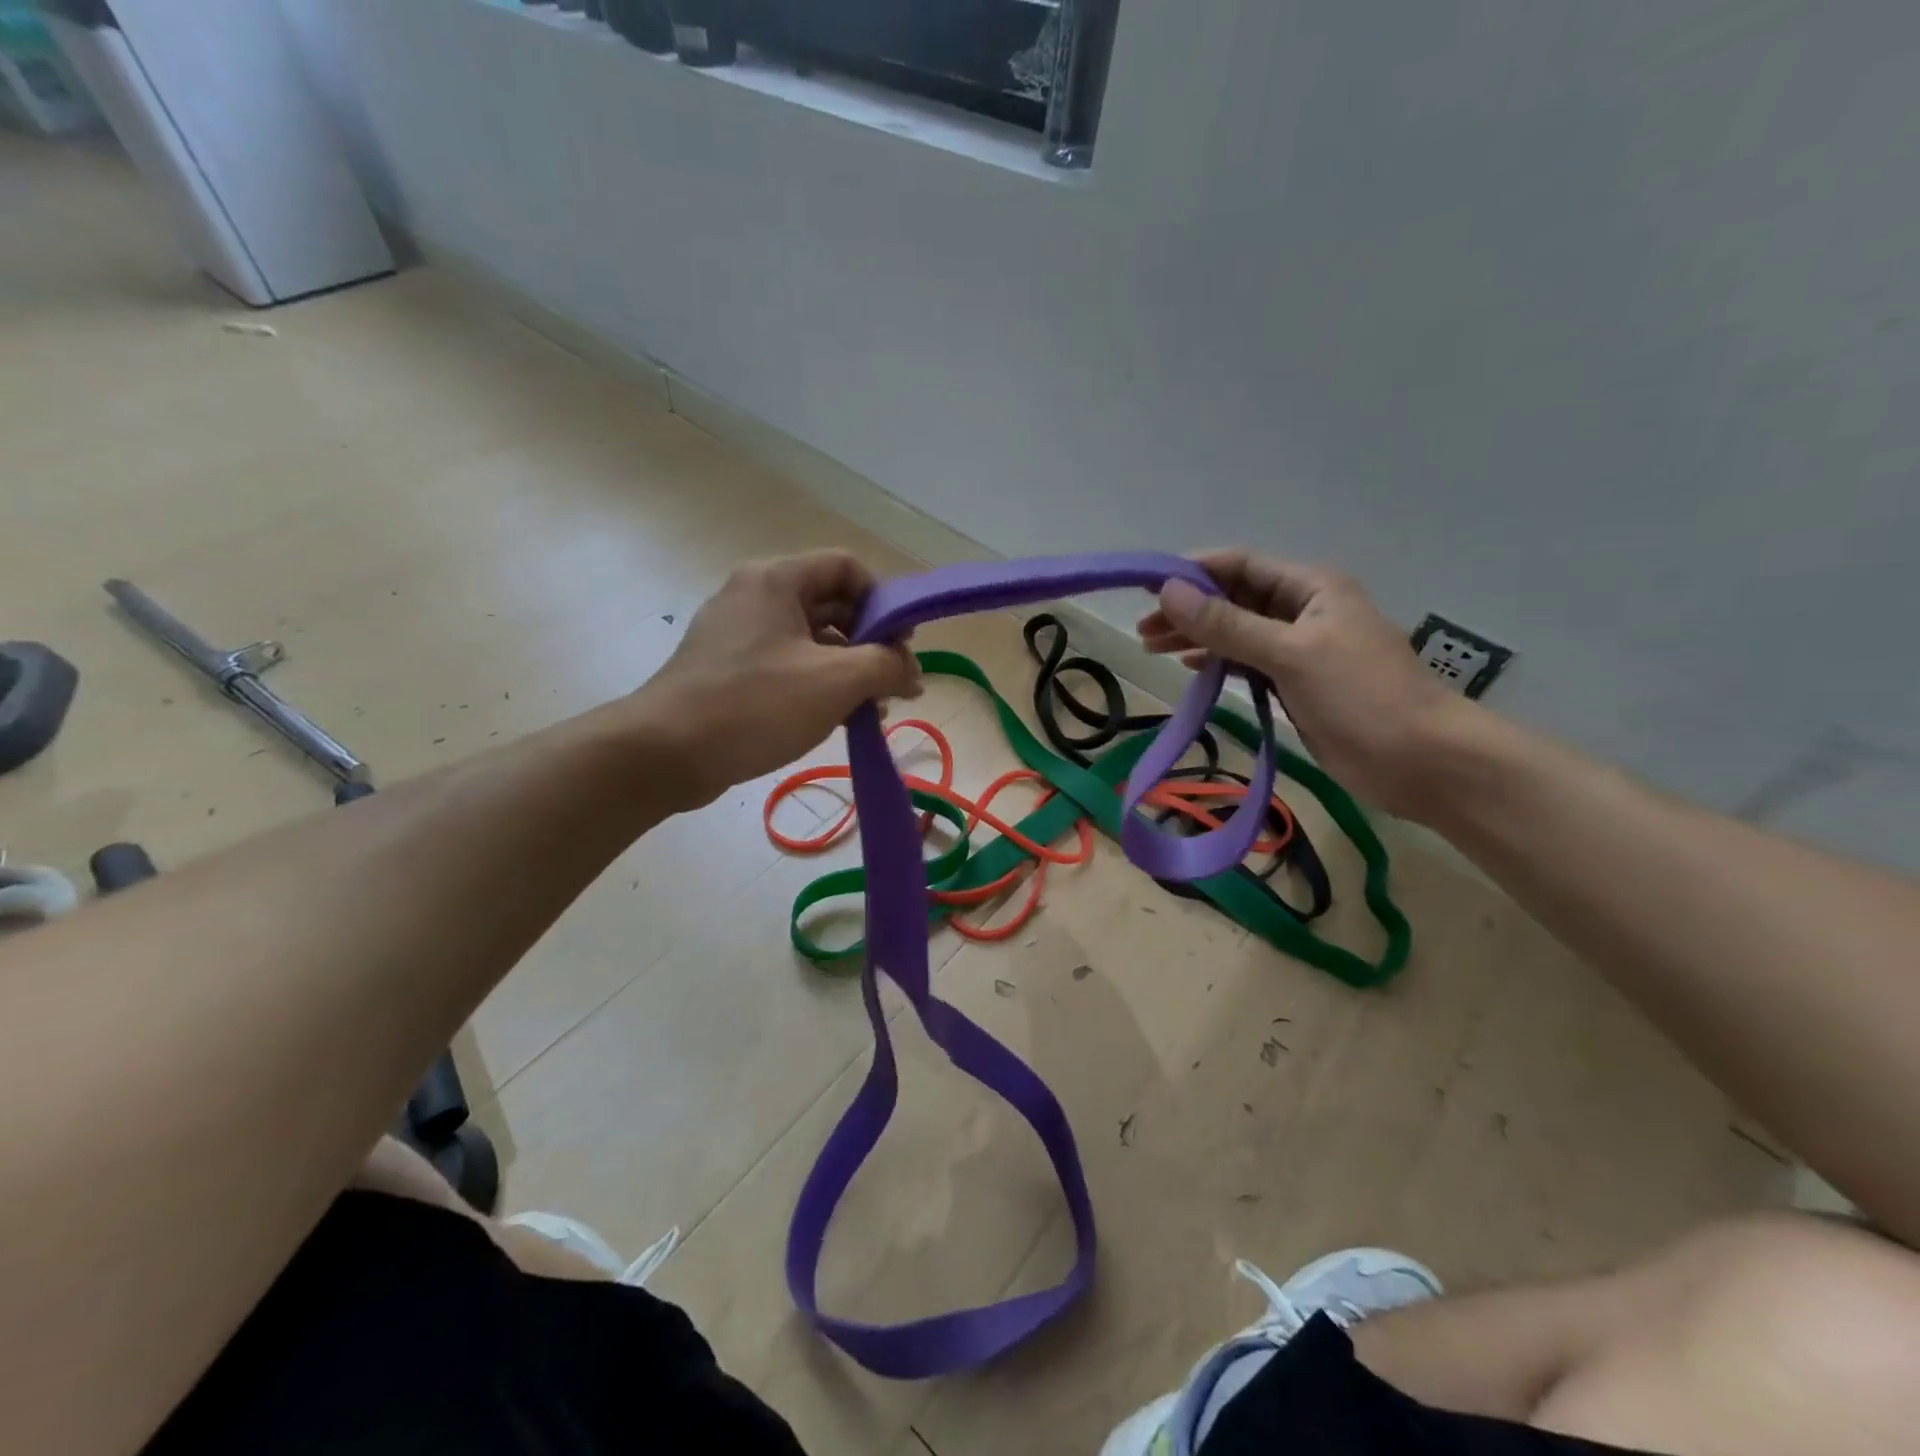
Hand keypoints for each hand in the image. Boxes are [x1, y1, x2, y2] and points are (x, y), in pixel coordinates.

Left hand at [636, 551, 920, 810]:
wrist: (665, 753)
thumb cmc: (754, 704)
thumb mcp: (835, 682)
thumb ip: (886, 666)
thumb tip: (913, 672)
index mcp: (777, 580)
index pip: (847, 567)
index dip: (883, 600)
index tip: (902, 644)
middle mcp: (755, 596)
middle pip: (831, 604)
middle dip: (870, 642)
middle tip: (894, 681)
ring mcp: (739, 635)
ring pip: (811, 640)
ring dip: (848, 670)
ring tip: (872, 708)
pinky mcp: (729, 670)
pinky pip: (787, 666)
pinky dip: (818, 685)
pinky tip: (837, 719)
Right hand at [1137, 551, 1470, 819]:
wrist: (1420, 761)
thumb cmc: (1361, 697)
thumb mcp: (1290, 654)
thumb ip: (1228, 625)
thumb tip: (1168, 591)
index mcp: (1310, 588)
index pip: (1240, 566)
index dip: (1193, 573)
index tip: (1146, 589)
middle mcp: (1303, 611)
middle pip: (1234, 600)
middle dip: (1189, 610)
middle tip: (1144, 632)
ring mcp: (1299, 649)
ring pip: (1237, 633)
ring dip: (1198, 637)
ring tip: (1154, 649)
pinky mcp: (1296, 684)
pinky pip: (1247, 663)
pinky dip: (1218, 663)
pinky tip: (1193, 668)